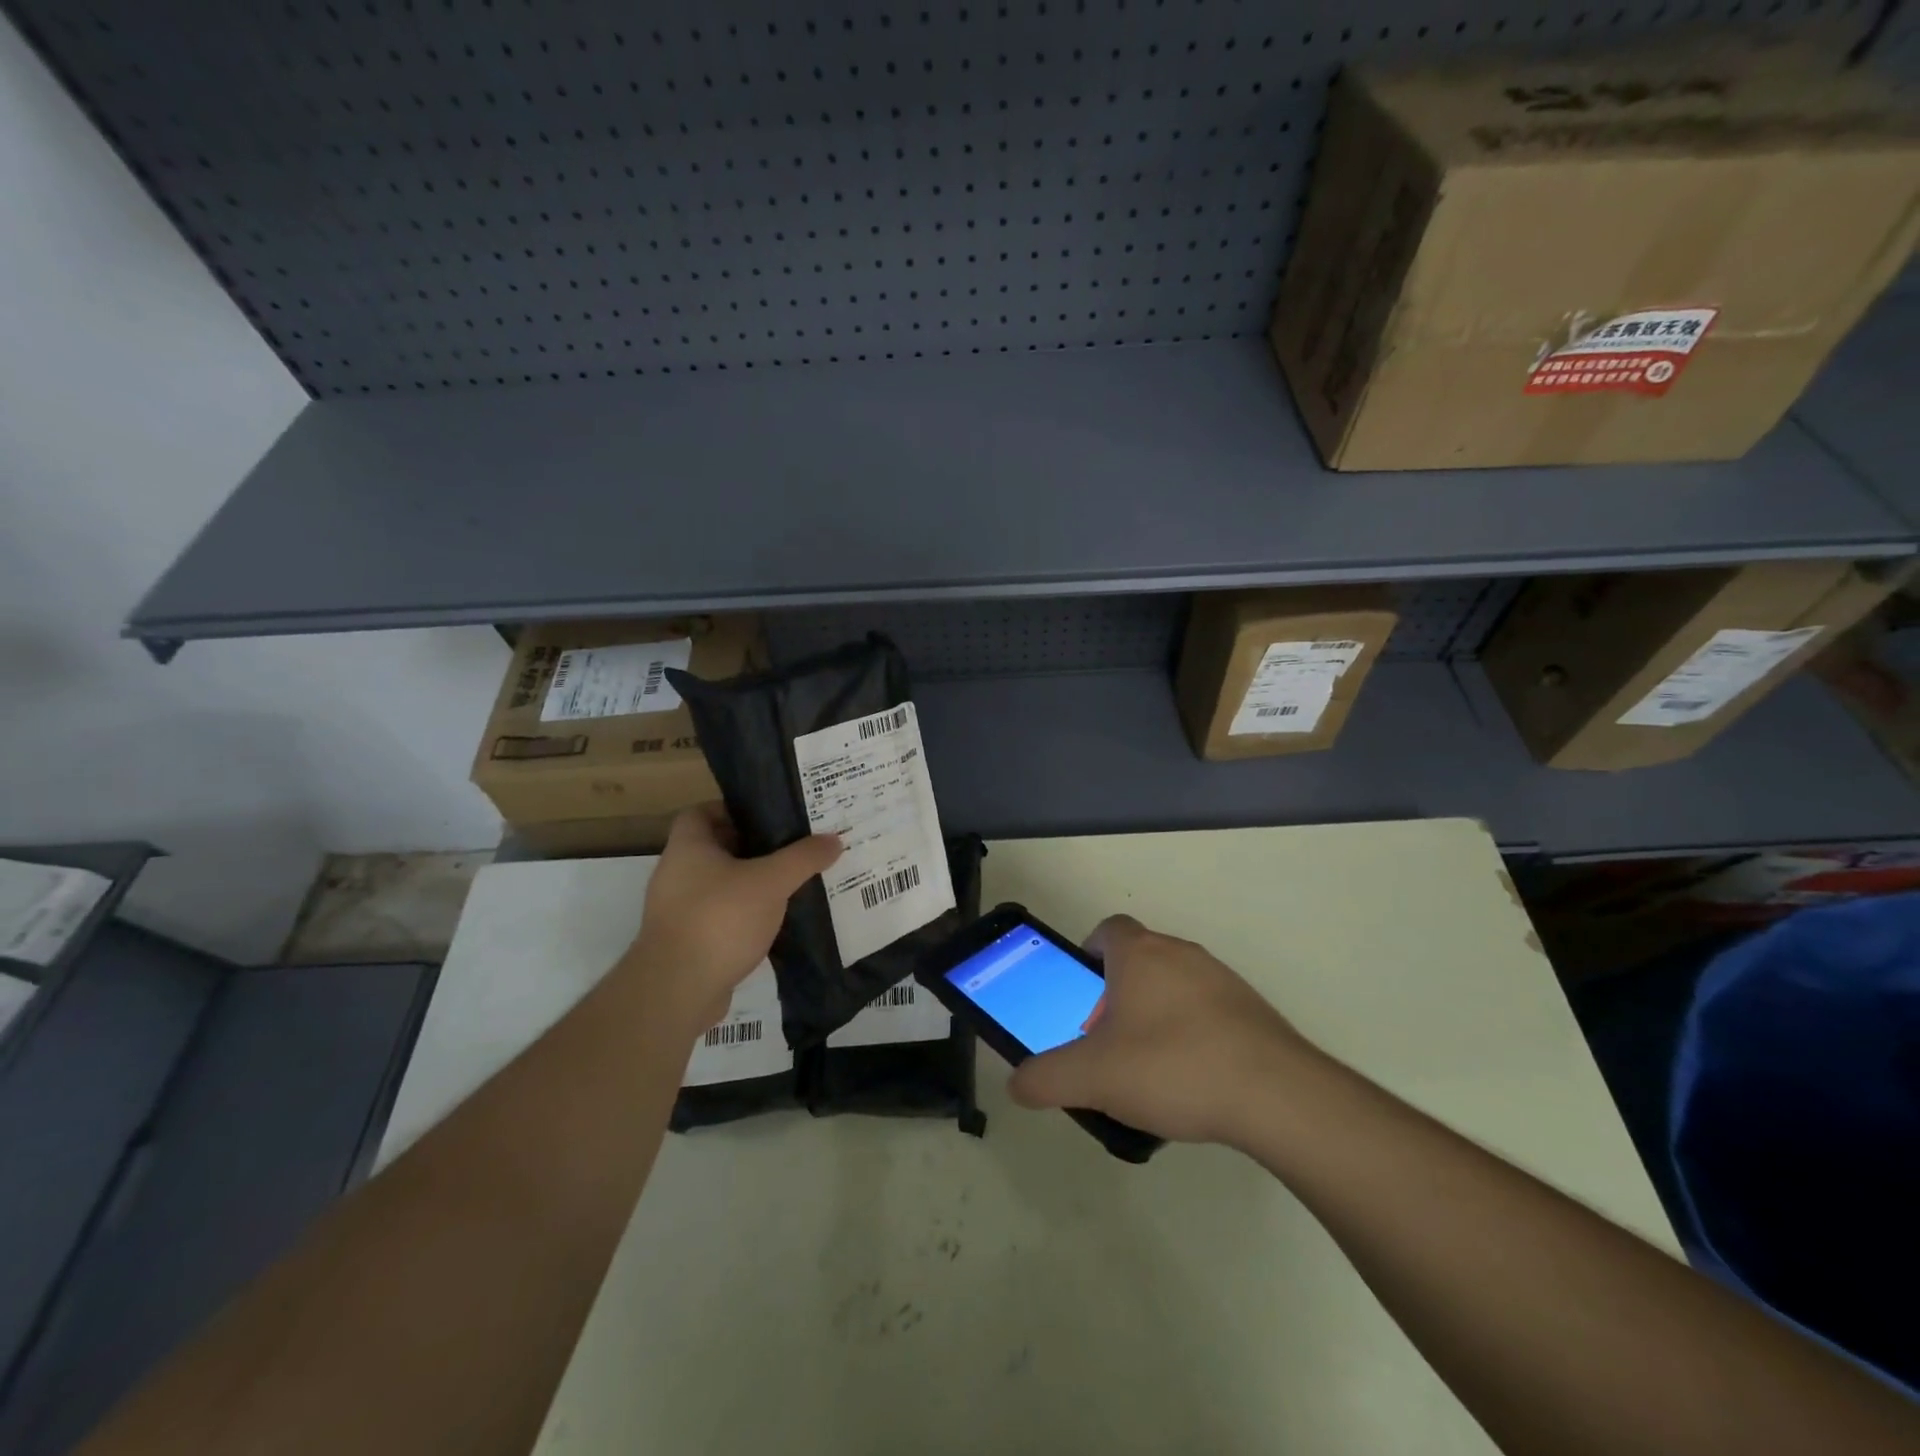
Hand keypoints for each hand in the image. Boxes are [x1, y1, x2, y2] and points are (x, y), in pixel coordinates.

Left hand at [624, 804, 840, 1031]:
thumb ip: (803, 859)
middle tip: (791, 849)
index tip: (767, 817)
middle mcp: (676, 873)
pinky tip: (774, 923)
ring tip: (790, 885)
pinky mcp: (686, 942)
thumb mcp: (771, 882)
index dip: (731, 810)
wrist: (677, 990)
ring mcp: (677, 910)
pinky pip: (719, 917)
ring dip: (750, 885)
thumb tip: (833, 840)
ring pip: (720, 886)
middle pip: (715, 849)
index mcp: (687, 847)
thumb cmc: (720, 919)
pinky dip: (743, 916)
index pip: (701, 812)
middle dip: (752, 848)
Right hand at [1008, 915, 1312, 1146]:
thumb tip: (1017, 1084)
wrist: (1276, 1095)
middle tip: (1107, 1040)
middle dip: (1116, 993)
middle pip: (1138, 959)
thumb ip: (1046, 1078)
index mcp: (1139, 955)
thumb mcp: (1093, 1078)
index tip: (1082, 991)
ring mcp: (1221, 979)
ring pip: (1174, 985)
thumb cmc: (1172, 1067)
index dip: (1088, 953)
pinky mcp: (1252, 1010)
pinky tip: (1192, 1079)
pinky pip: (1207, 1010)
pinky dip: (1192, 1032)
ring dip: (1155, 1013)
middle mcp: (1180, 953)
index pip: (1107, 929)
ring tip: (1148, 1067)